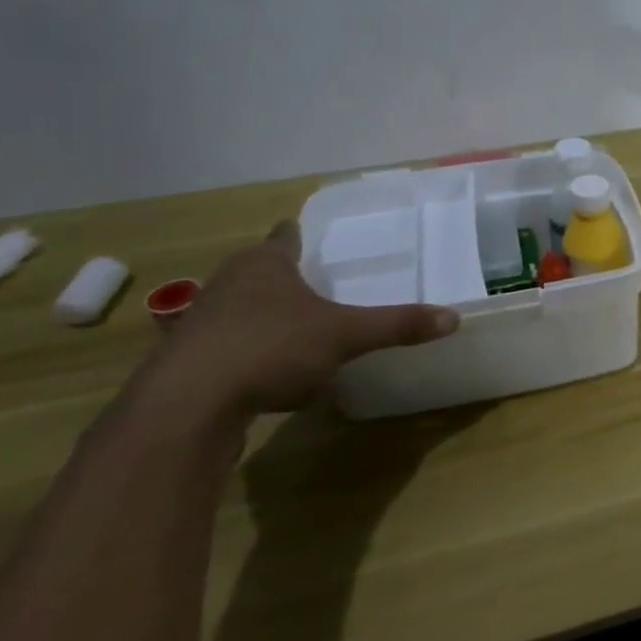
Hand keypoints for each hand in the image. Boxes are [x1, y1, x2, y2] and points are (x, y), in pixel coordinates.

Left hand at [156, 221, 458, 415]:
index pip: (286, 236)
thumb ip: (396, 325)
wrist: (187, 405)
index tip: (310, 236)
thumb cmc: (269, 348)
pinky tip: (269, 374)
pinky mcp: (188, 360)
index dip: (299, 235)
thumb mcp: (344, 335)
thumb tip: (454, 318)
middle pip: (259, 270)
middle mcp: (229, 283)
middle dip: (283, 276)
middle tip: (317, 284)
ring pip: (240, 307)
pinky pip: (229, 345)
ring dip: (264, 315)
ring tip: (296, 328)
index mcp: (265, 264)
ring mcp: (202, 321)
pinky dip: (250, 352)